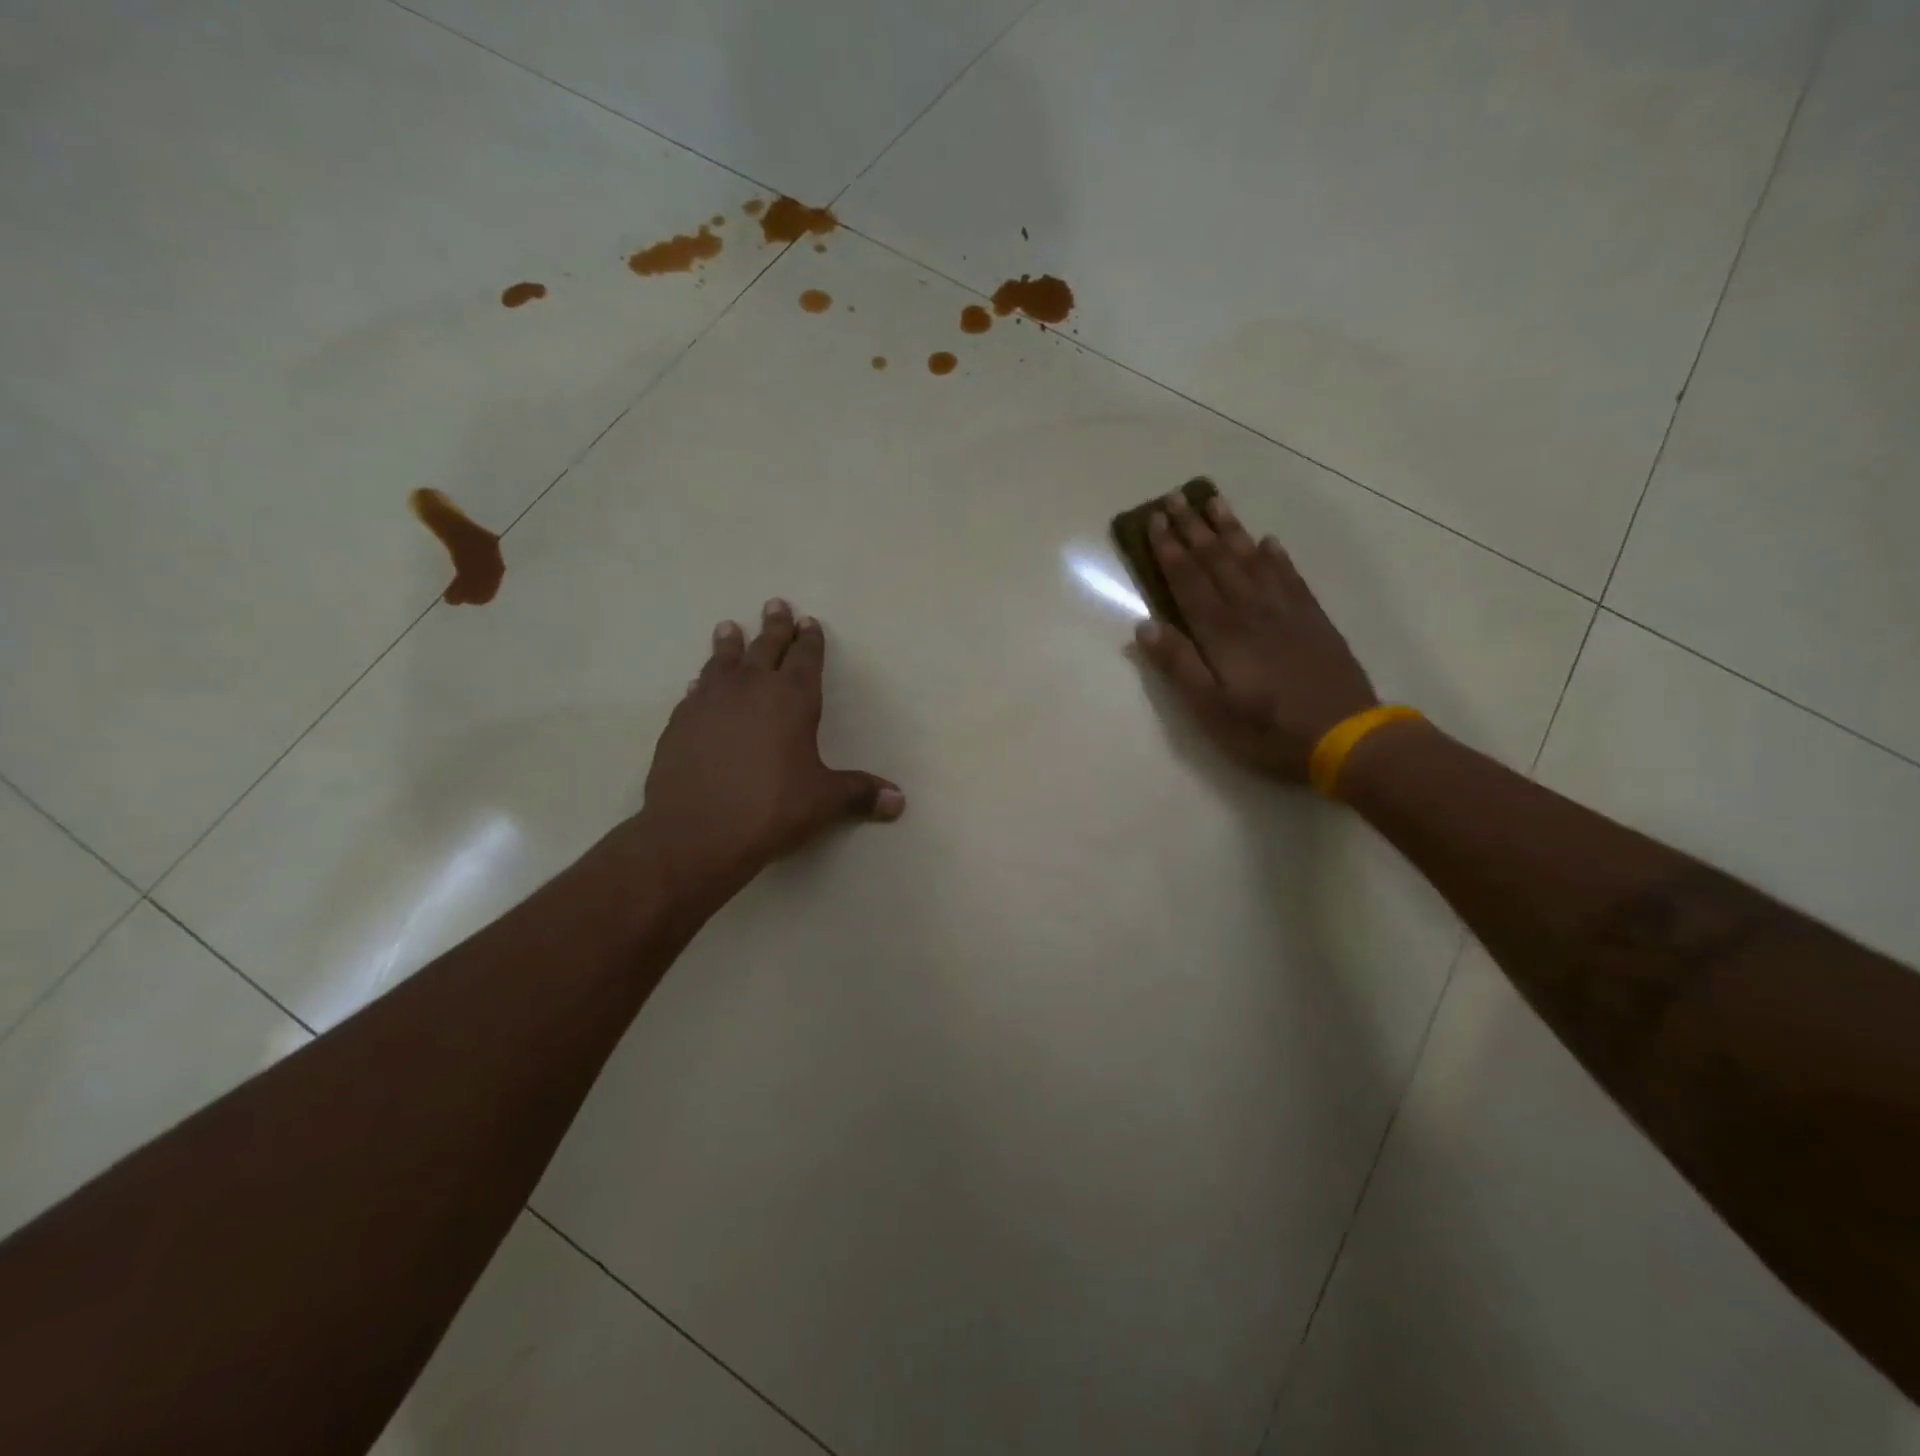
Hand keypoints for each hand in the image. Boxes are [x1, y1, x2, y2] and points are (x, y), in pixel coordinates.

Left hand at [636, 599, 903, 908]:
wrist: (696, 832)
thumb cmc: (771, 809)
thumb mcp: (823, 801)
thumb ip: (860, 793)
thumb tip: (899, 801)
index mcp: (792, 699)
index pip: (805, 658)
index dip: (809, 639)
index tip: (808, 621)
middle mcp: (751, 689)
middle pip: (765, 647)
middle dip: (774, 626)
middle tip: (776, 604)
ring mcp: (710, 702)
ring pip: (723, 661)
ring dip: (730, 644)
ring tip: (729, 627)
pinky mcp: (680, 722)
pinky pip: (695, 691)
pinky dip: (702, 682)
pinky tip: (698, 683)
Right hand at [1133, 490, 1377, 781]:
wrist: (1343, 733)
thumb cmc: (1266, 727)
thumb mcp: (1209, 708)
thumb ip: (1178, 664)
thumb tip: (1145, 625)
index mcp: (1221, 631)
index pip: (1188, 579)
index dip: (1169, 549)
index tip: (1154, 519)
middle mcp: (1250, 609)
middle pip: (1216, 560)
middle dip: (1193, 528)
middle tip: (1175, 497)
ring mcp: (1285, 610)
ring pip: (1251, 558)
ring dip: (1229, 529)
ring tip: (1213, 501)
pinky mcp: (1311, 618)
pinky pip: (1289, 575)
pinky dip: (1274, 555)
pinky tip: (1267, 541)